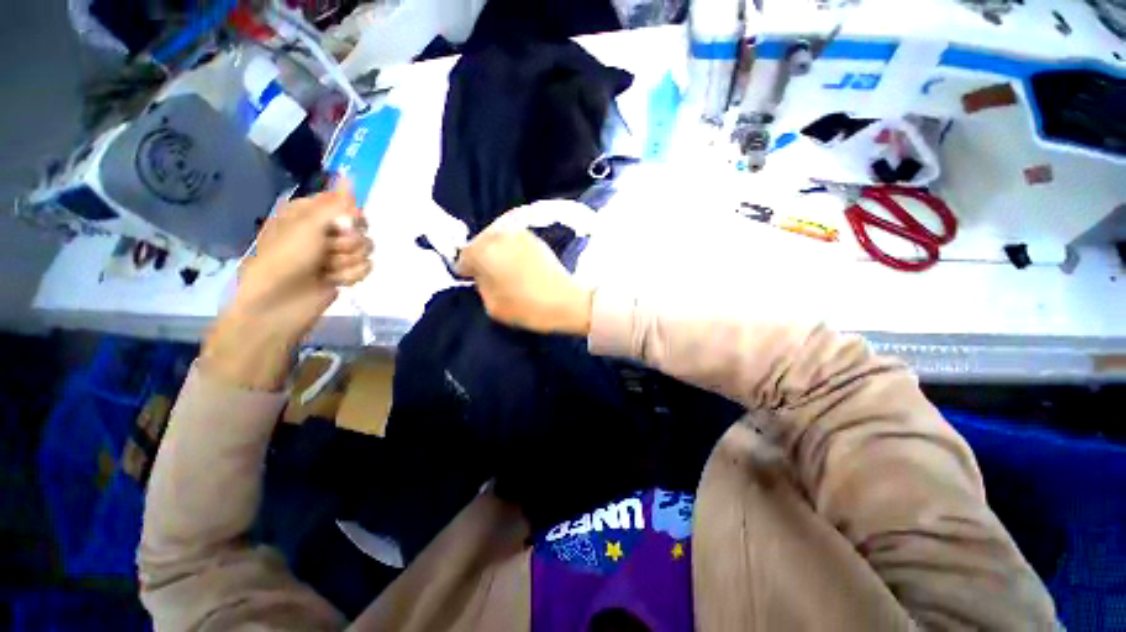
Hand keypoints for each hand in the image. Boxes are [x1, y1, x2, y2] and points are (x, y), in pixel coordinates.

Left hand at [202, 180, 373, 389]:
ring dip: (348, 261)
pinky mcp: (344, 273)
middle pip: (362, 229)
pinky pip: (365, 268)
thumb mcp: (308, 224)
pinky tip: (334, 280)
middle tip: (328, 249)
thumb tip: (349, 174)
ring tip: (327, 270)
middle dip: (349, 242)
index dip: (351, 216)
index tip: (344, 224)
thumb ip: (336, 203)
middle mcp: (325, 232)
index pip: (348, 206)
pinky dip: (351, 275)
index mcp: (311, 214)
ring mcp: (336, 254)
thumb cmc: (286, 258)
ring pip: (366, 250)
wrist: (279, 303)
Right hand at [456, 218, 592, 335]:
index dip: (466, 271)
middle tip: (489, 277)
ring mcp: (519, 233)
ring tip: (505, 272)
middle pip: (480, 244)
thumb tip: (480, 275)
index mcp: (484, 251)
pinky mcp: (534, 237)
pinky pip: (512, 242)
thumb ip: (480, 285)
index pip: (463, 257)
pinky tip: (518, 267)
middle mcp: (499, 235)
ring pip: (496, 240)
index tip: (472, 282)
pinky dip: (510, 251)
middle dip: (480, 258)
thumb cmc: (527, 307)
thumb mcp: (492, 305)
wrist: (567, 301)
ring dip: (495, 253)